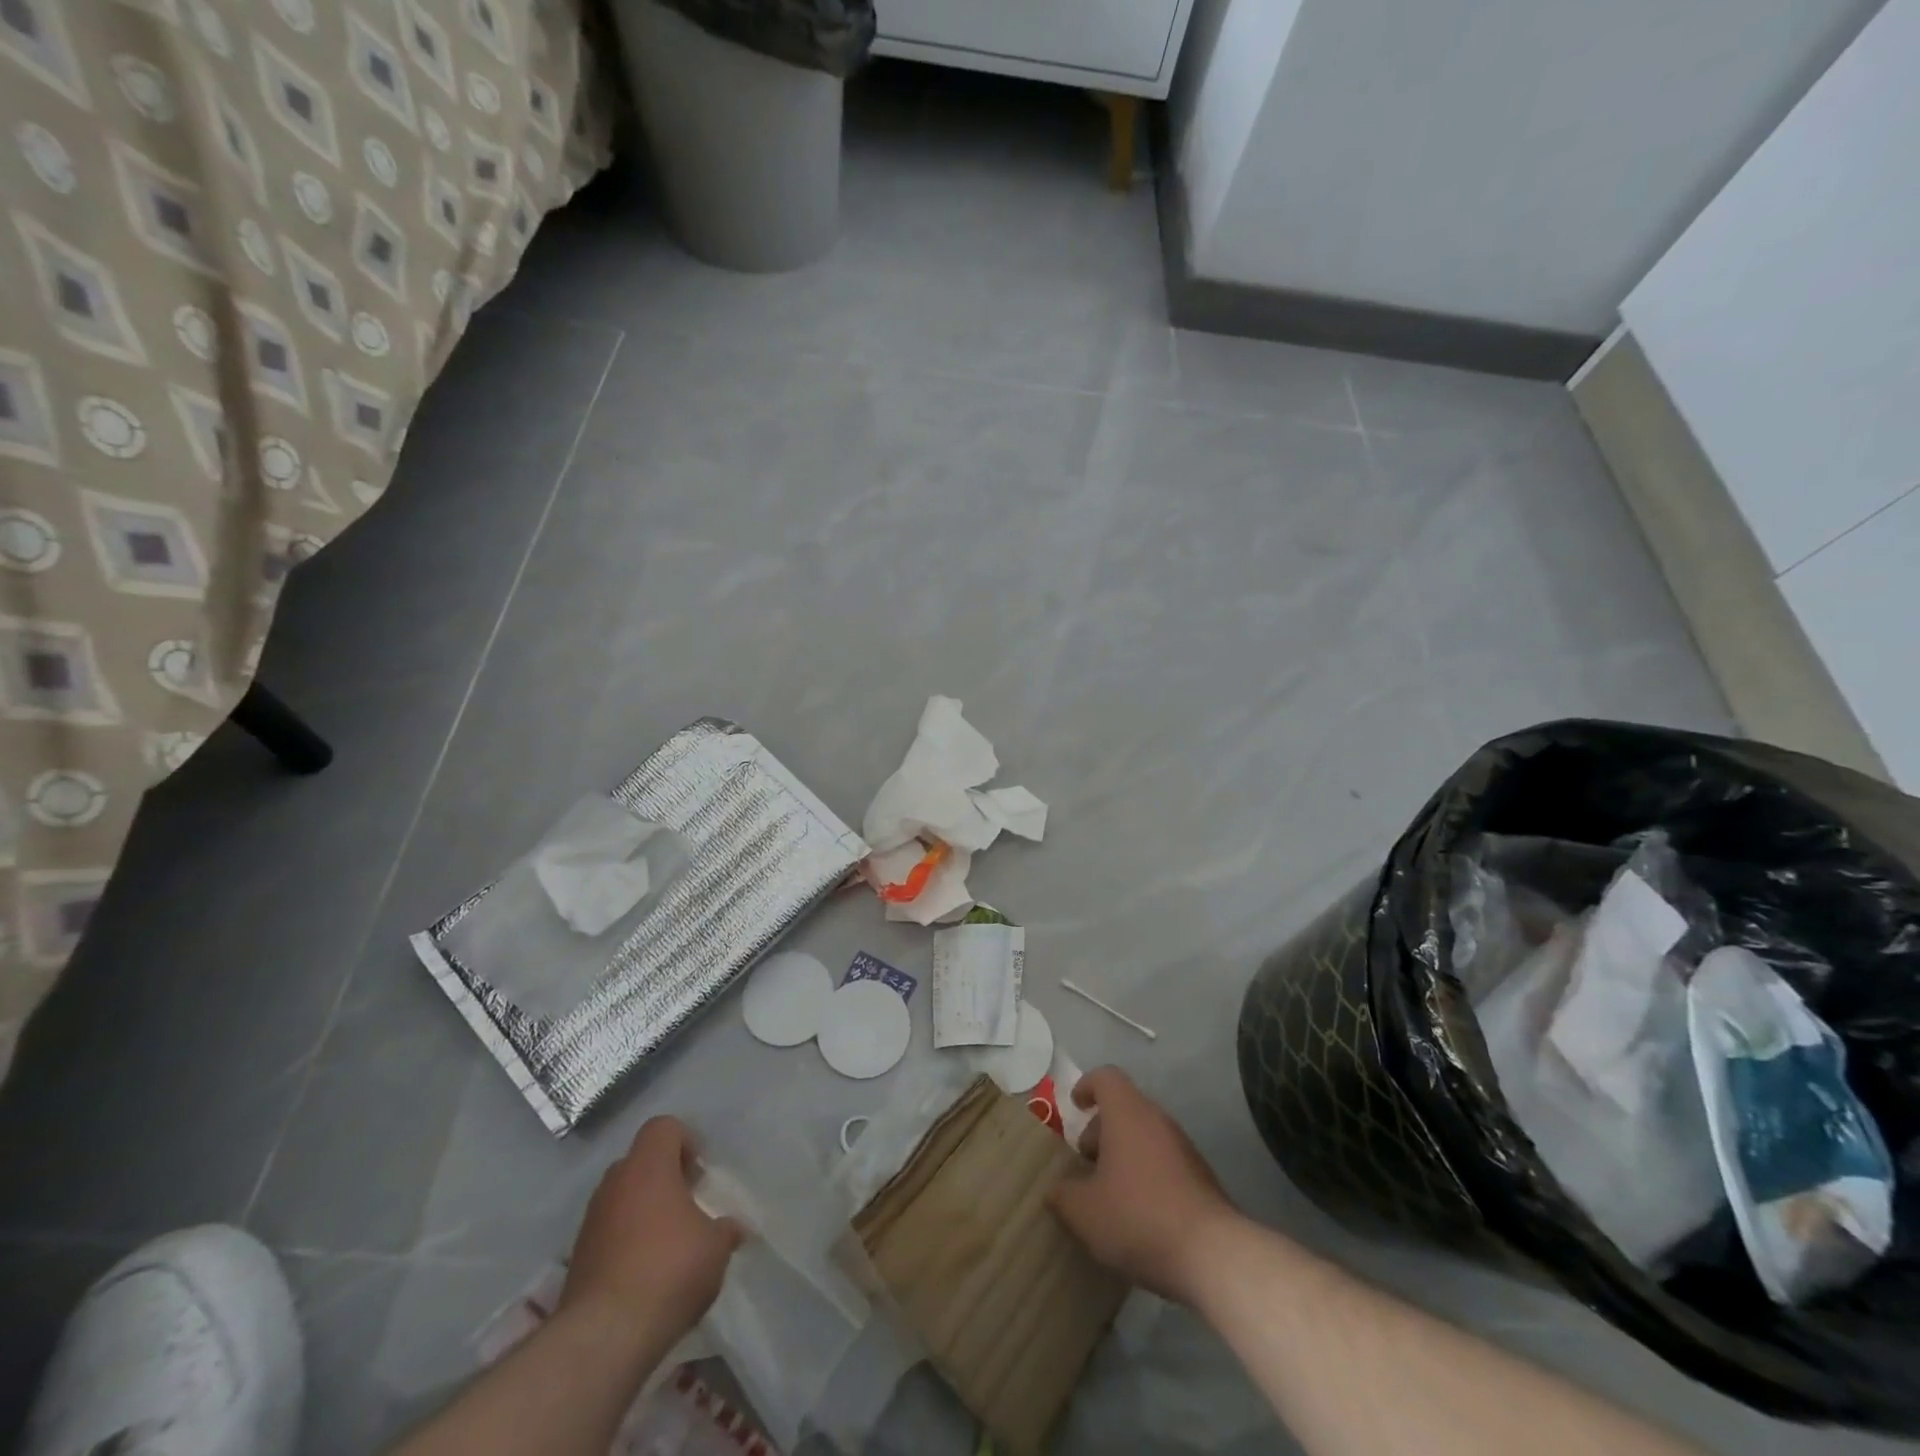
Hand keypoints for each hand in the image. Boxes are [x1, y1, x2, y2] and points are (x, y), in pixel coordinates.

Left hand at [562, 1117, 743, 1343]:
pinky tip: (646, 1272)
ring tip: (668, 1242)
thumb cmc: (669, 1269)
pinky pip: (608, 1233)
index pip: (663, 1127)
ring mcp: (591, 1222)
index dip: (685, 1141)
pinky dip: (625, 1242)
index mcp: (648, 1167)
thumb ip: (724, 1230)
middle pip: (640, 1161)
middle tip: (687, 1204)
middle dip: (663, 1177)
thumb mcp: (716, 1247)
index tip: (699, 1173)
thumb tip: (732, 1229)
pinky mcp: (577, 1259)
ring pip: (621, 1198)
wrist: (603, 1336)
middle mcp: (615, 1184)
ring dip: (643, 1210)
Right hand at [1047, 1067, 1240, 1303]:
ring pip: (1146, 1135)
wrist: (1212, 1254)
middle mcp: (1157, 1120)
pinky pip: (1164, 1161)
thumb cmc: (1138, 1217)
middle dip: (1102, 1129)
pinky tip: (1138, 1212)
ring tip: (1108, 1191)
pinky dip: (1146, 1173)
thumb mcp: (1085, 1212)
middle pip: (1125, 1107)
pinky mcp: (1201, 1176)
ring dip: (1124, 1153)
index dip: (1087, 1086)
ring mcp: (1184, 1147)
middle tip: (1086, 1160)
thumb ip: (1063, 1195)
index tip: (1075, 1106)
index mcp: (1127, 1114)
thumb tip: (1056, 1190)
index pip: (1106, 1078)